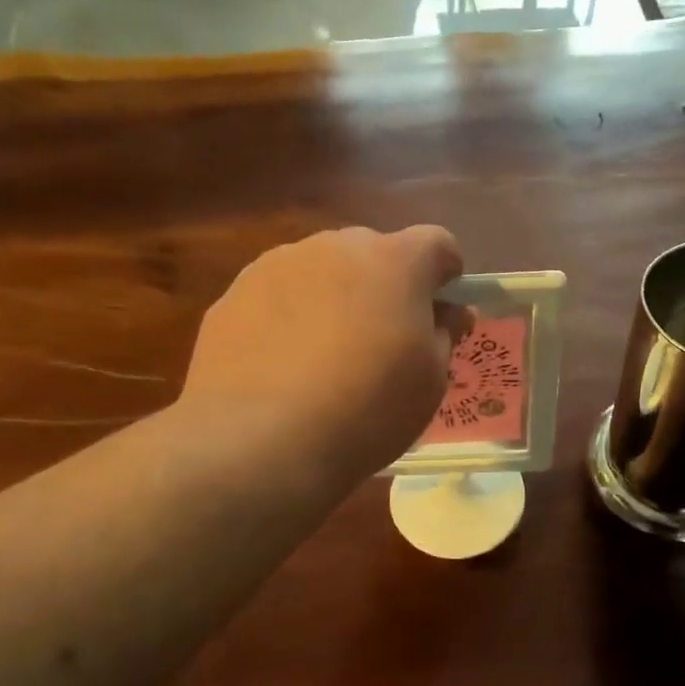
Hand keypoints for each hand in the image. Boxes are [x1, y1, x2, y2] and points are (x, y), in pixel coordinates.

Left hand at [179, 226, 468, 487]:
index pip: (436, 244)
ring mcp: (277, 265)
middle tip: (383, 341)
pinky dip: (289, 318)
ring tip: (325, 359)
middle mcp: (335, 247)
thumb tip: (451, 313)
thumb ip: (445, 335)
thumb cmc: (367, 409)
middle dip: (386, 286)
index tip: (440, 313)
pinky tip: (283, 367)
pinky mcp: (233, 293)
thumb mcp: (430, 381)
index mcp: (394, 261)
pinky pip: (278, 295)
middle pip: (374, 252)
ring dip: (335, 298)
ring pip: (322, 271)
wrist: (260, 441)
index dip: (445, 275)